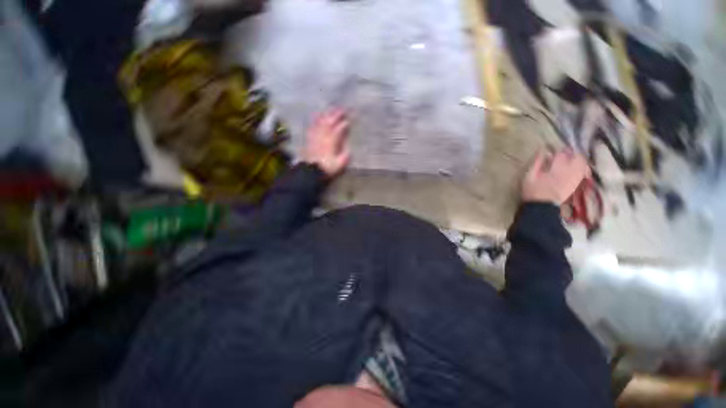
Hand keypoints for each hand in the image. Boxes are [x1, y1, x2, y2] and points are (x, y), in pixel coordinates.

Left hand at [303, 109, 351, 177]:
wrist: (311, 171)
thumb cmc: (327, 168)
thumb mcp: (339, 164)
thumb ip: (345, 156)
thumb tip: (349, 149)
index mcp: (331, 142)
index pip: (338, 130)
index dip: (343, 124)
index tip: (348, 120)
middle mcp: (323, 136)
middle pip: (329, 122)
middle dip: (336, 115)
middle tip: (342, 109)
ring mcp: (315, 136)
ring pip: (321, 122)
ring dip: (326, 115)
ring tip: (331, 109)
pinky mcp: (309, 139)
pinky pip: (312, 126)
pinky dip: (315, 120)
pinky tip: (317, 116)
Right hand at [521, 149, 590, 204]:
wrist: (542, 208)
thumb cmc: (533, 191)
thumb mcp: (530, 176)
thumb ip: (537, 163)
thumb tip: (542, 150)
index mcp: (557, 169)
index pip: (562, 154)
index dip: (559, 151)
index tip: (554, 150)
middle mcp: (570, 173)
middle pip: (578, 158)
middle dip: (573, 154)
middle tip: (566, 153)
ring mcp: (576, 179)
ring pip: (583, 165)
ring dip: (578, 160)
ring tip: (571, 160)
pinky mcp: (578, 185)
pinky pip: (584, 173)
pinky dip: (581, 168)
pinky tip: (576, 170)